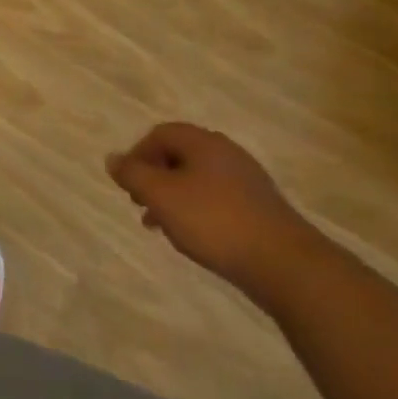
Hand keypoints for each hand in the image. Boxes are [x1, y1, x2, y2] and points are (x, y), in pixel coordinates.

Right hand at [106, 124, 321, 302]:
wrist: (286, 264)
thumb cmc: (214, 221)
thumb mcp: (161, 196)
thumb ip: (133, 175)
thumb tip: (112, 158)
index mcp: (202, 142)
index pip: (159, 134)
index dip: (137, 155)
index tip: (128, 185)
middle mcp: (226, 153)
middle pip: (179, 156)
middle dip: (155, 179)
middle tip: (141, 206)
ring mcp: (247, 180)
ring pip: (198, 180)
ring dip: (174, 198)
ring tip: (163, 228)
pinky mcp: (260, 208)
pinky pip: (218, 199)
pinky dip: (198, 212)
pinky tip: (196, 238)